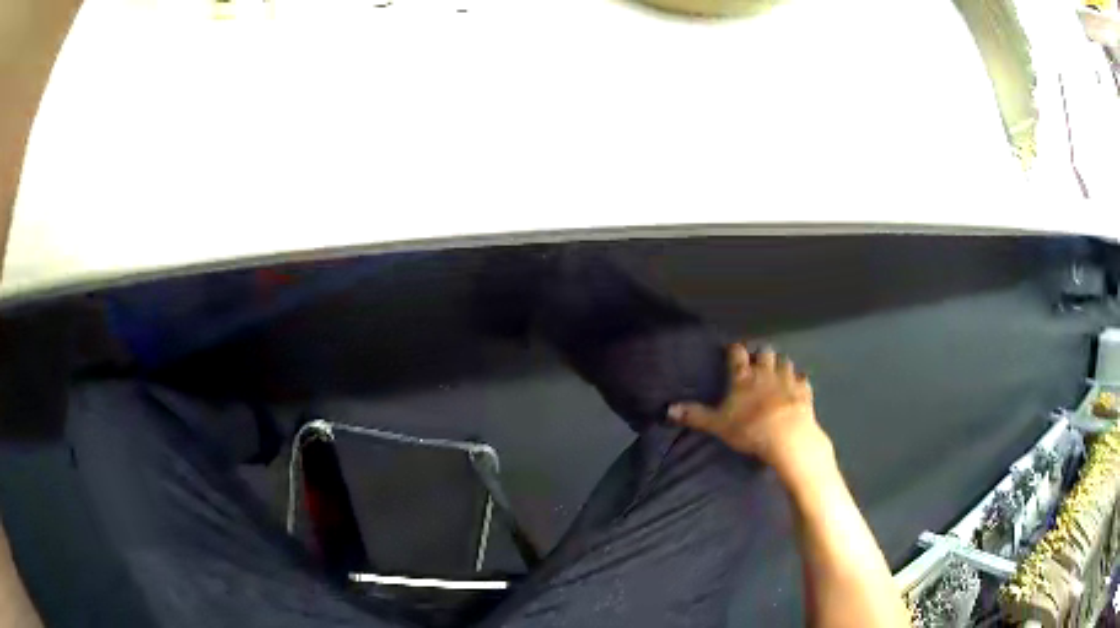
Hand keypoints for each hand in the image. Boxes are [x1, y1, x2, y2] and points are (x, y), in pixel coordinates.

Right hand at [667, 344, 829, 473]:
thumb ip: (695, 415)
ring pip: (785, 361)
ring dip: (780, 364)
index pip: (737, 353)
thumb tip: (668, 408)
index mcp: (744, 377)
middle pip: (764, 351)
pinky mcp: (804, 390)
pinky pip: (803, 378)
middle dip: (760, 354)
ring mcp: (788, 379)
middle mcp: (766, 371)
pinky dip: (799, 379)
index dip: (734, 349)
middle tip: (755, 362)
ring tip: (776, 371)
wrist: (788, 438)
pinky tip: (797, 385)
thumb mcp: (718, 425)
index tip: (731, 350)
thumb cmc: (750, 429)